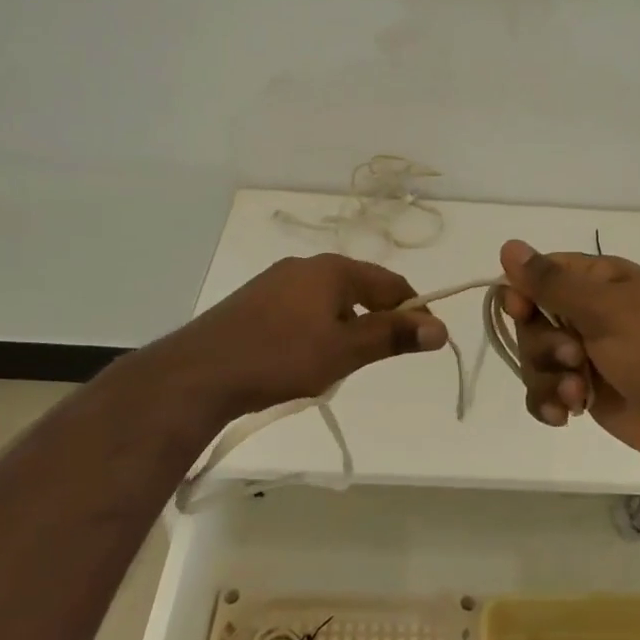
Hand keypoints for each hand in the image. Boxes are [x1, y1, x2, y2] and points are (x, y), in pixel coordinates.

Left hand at [145, 253, 448, 426]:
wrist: (199, 372)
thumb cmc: (281, 357)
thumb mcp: (344, 350)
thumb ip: (392, 336)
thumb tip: (440, 328)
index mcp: (333, 269)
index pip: (391, 283)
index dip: (414, 311)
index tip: (426, 342)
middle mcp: (306, 266)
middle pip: (359, 288)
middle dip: (376, 320)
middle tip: (376, 358)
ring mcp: (276, 282)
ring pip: (329, 301)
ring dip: (345, 327)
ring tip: (338, 364)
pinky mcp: (254, 302)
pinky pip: (301, 309)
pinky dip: (316, 329)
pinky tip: (301, 358)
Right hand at [499, 240, 639, 467]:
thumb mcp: (603, 308)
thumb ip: (551, 282)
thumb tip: (508, 246)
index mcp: (596, 281)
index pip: (539, 275)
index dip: (522, 293)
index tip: (521, 311)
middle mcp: (586, 314)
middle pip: (530, 323)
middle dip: (543, 345)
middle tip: (574, 358)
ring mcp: (584, 355)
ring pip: (534, 360)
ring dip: (548, 379)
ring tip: (577, 393)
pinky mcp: (584, 392)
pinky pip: (544, 393)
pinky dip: (549, 403)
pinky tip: (564, 416)